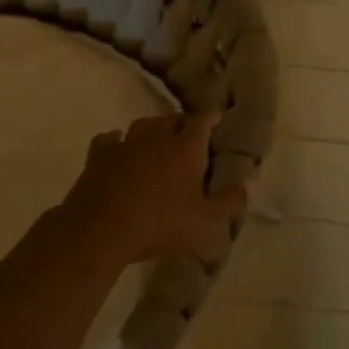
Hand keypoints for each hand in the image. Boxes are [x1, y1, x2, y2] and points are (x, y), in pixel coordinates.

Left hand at [54, 112, 246, 263]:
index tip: (216, 117)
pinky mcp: (99, 156)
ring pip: (143, 124)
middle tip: (188, 135)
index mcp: (186, 148)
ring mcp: (125, 144)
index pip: (202, 121)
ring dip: (153, 129)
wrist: (100, 230)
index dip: (211, 117)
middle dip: (182, 124)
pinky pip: (110, 139)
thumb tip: (249, 184)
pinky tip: (118, 147)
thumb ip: (229, 201)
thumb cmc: (159, 224)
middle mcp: (157, 138)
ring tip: (157, 139)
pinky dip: (117, 140)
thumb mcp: (204, 221)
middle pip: (172, 119)